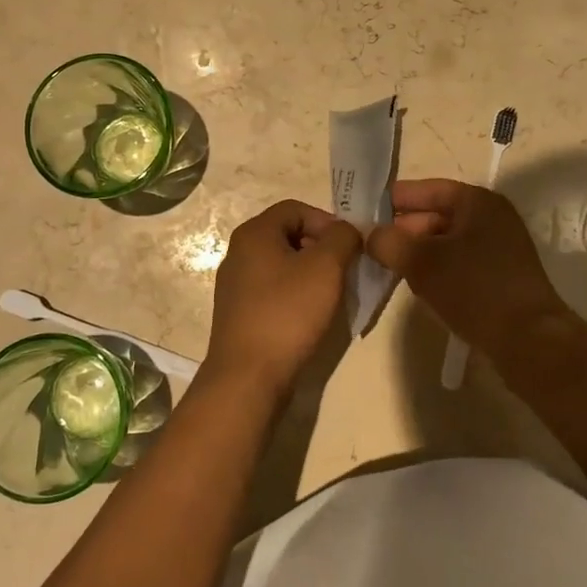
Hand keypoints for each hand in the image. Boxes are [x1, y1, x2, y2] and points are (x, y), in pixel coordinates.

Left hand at [207, 199, 362, 396]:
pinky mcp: (240, 312)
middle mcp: (239, 252)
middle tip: (346, 269)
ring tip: (333, 293)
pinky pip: (274, 290)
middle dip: (322, 247)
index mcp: (254, 233)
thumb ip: (342, 238)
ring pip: (283, 264)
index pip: (297, 208)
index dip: (328, 221)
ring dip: (312, 272)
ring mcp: (236, 284)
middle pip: (289, 234)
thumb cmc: (287, 313)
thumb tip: (347, 231)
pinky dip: (296, 294)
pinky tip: (312, 315)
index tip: (351, 245)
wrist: (248, 377)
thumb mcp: (326, 267)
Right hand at [366, 179, 565, 346]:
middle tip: (369, 247)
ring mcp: (498, 247)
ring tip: (388, 268)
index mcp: (476, 201)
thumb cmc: (475, 290)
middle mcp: (490, 217)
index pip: (425, 189)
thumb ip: (389, 242)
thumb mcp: (422, 262)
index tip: (361, 213)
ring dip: (417, 253)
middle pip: (435, 215)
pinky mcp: (500, 276)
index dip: (392, 201)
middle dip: (402, 230)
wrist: (530, 342)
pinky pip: (458, 263)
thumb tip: (370, 235)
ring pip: (444, 242)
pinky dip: (436, 269)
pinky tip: (417, 286)